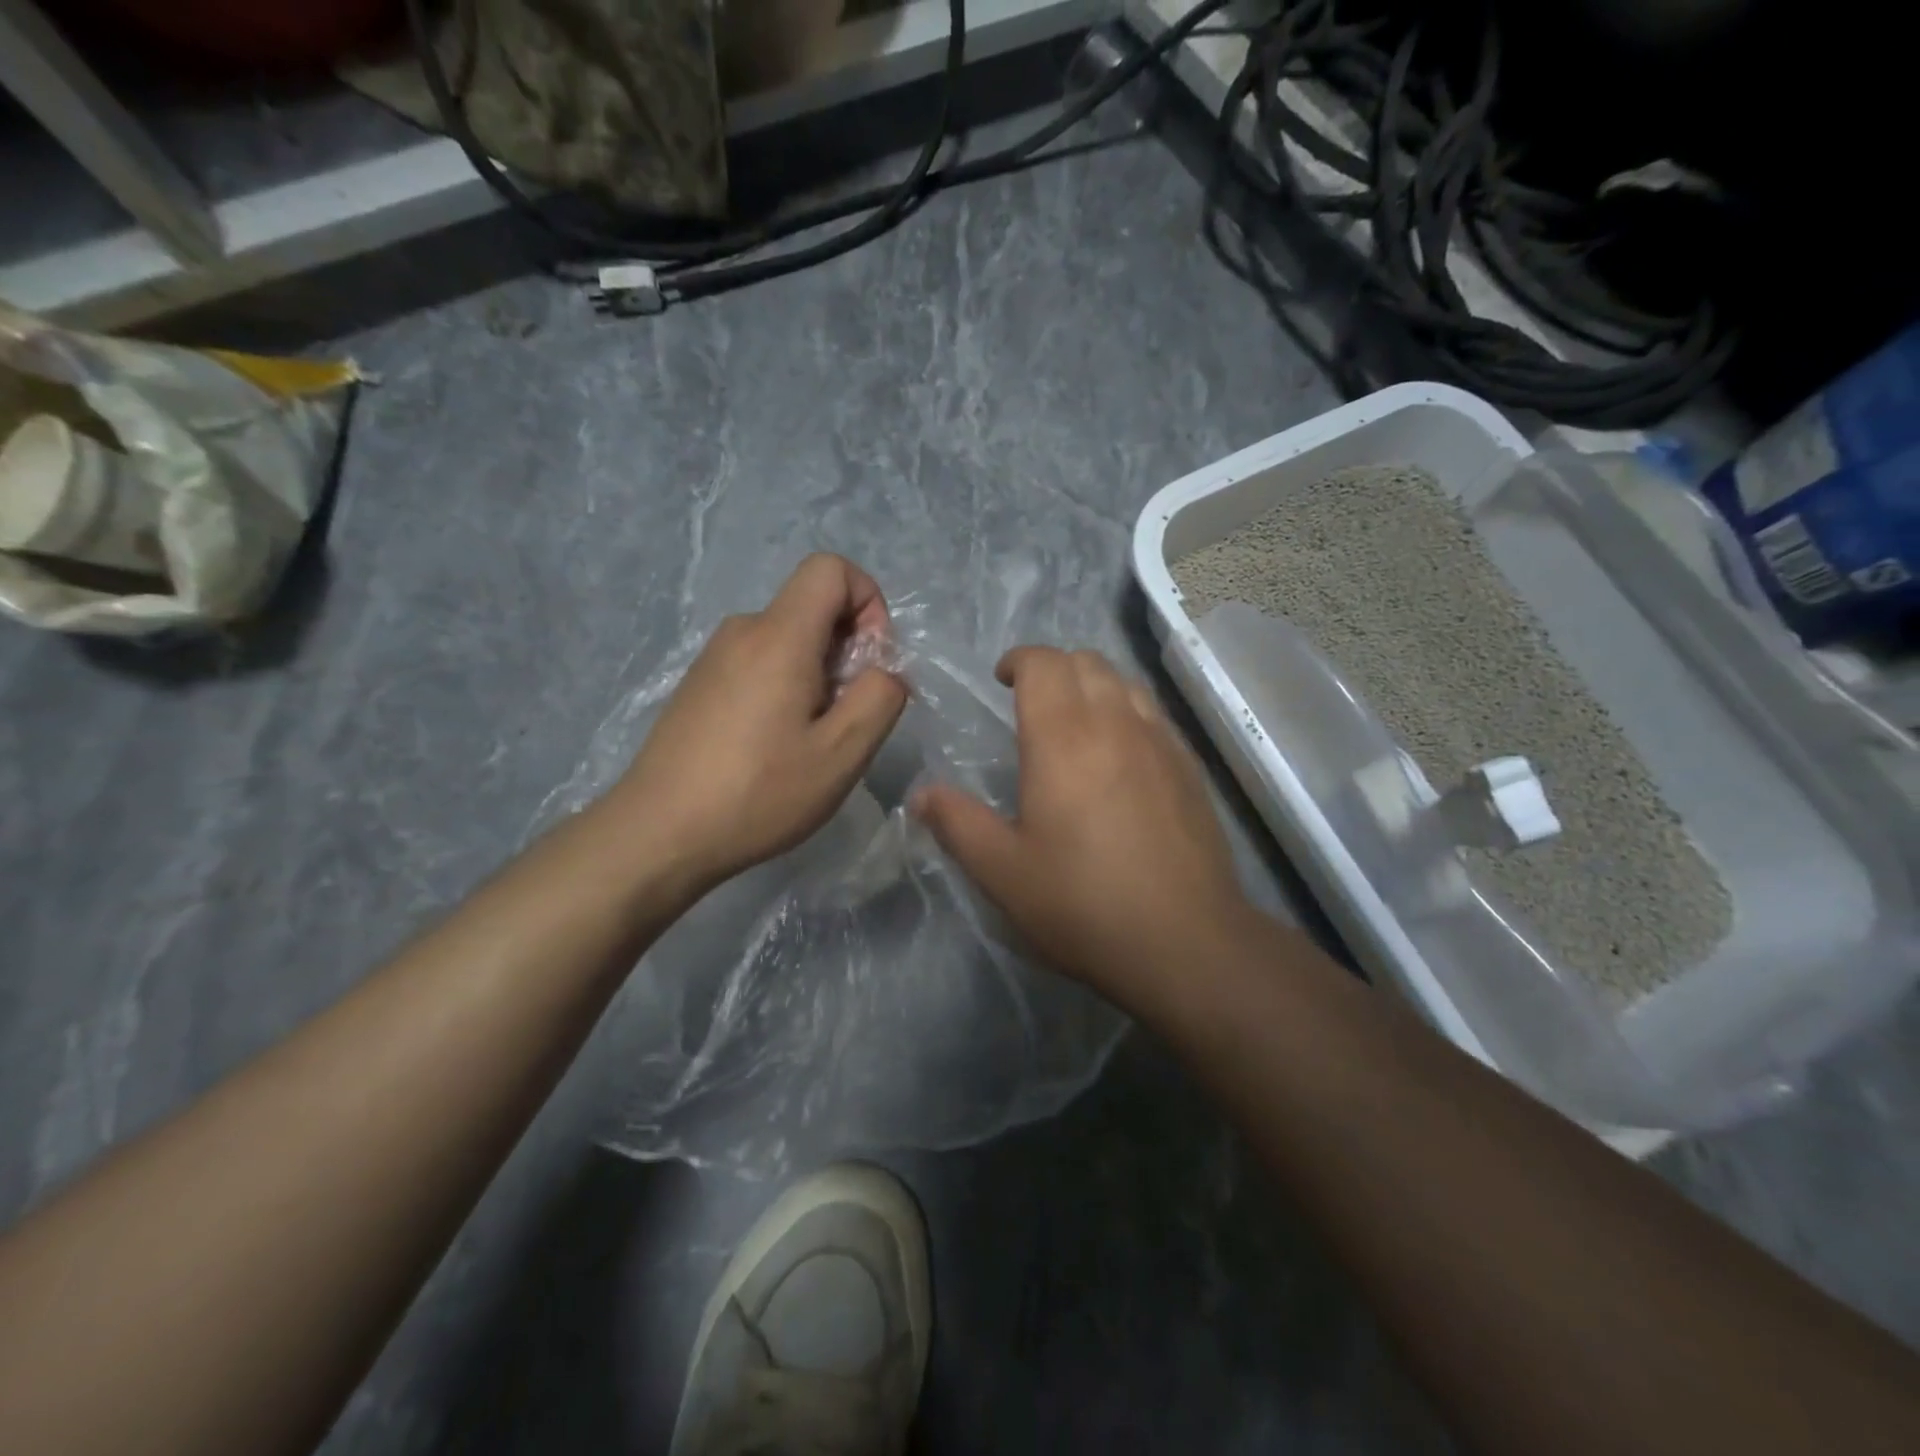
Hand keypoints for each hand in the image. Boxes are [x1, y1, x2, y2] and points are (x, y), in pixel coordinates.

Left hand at [608, 554, 908, 894]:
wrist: (658, 833)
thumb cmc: (758, 793)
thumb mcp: (842, 753)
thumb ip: (881, 698)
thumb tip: (884, 672)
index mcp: (779, 636)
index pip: (832, 569)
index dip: (869, 602)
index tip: (871, 662)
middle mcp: (742, 631)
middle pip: (812, 608)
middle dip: (848, 651)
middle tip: (844, 719)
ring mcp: (714, 657)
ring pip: (788, 640)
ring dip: (818, 676)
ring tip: (809, 741)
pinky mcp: (700, 685)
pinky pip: (760, 664)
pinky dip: (786, 689)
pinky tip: (773, 748)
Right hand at [912, 646, 1254, 1011]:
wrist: (1186, 941)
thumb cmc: (1082, 903)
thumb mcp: (1002, 871)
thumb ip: (957, 824)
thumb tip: (921, 795)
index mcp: (1063, 738)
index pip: (1043, 663)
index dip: (1019, 661)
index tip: (1001, 682)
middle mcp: (1116, 723)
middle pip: (1086, 662)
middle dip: (1053, 668)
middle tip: (1031, 702)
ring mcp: (1161, 742)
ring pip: (1125, 682)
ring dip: (1093, 685)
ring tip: (1075, 721)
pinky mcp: (1190, 767)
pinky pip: (1154, 714)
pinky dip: (1128, 711)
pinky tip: (1121, 754)